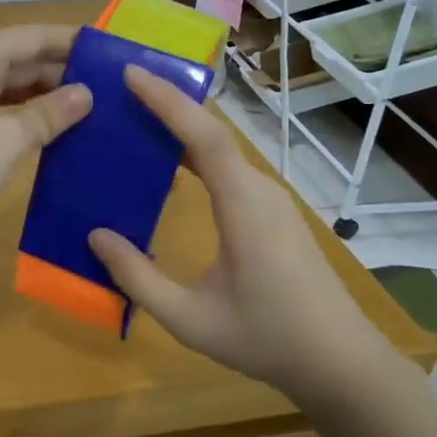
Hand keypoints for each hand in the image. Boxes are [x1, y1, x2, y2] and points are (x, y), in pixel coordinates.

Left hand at [0, 25, 92, 241]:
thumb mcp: (7, 139)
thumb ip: (48, 114)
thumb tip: (85, 94)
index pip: (33, 36)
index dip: (73, 42)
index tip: (113, 53)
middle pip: (21, 58)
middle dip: (64, 71)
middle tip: (112, 88)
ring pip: (10, 85)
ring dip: (46, 96)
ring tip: (93, 109)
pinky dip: (24, 116)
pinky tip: (53, 131)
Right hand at [88, 67, 398, 407]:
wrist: (341, 363)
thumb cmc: (265, 338)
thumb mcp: (188, 318)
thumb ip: (137, 277)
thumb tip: (95, 235)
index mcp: (243, 206)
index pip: (204, 136)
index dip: (167, 101)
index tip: (131, 73)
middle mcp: (260, 191)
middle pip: (213, 133)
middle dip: (168, 104)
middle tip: (121, 89)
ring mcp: (271, 200)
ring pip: (222, 149)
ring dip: (181, 128)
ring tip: (135, 120)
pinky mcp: (273, 213)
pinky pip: (229, 169)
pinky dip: (195, 154)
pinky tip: (170, 167)